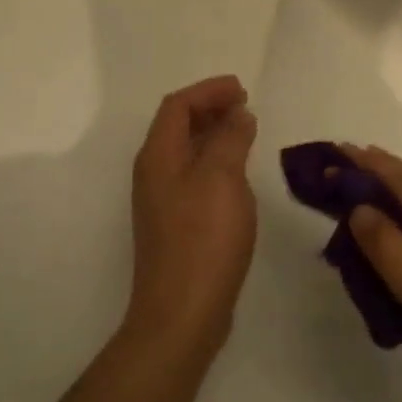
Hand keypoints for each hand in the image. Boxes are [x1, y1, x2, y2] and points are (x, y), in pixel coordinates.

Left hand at [126, 75, 258, 350]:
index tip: (243, 89)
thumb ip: (230, 138)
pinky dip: (215, 161)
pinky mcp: (176, 224)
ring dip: (214, 134)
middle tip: (246, 106)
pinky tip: (238, 174)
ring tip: (246, 132)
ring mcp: (163, 201)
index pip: (178, 105)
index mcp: (158, 156)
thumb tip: (237, 114)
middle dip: (210, 108)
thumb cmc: (203, 237)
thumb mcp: (223, 178)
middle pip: (177, 125)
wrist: (182, 313)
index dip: (209, 91)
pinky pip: (194, 175)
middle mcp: (154, 173)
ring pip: (187, 151)